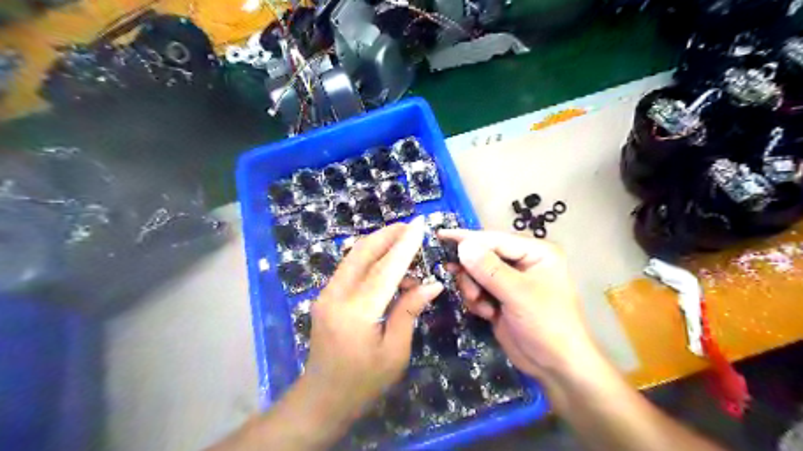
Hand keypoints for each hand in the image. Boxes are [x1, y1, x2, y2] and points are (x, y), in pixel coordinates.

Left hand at [301, 218, 445, 422]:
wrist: (322, 400)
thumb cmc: (363, 383)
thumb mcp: (394, 352)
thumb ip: (409, 311)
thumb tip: (432, 284)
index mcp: (356, 312)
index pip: (386, 269)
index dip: (405, 244)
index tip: (420, 224)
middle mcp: (336, 295)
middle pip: (363, 252)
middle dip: (388, 235)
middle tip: (411, 228)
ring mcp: (327, 294)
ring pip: (354, 256)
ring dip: (379, 245)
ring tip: (406, 249)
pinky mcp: (326, 296)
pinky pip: (350, 268)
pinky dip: (370, 260)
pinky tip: (389, 268)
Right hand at [436, 231, 598, 381]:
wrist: (556, 367)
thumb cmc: (547, 325)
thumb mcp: (518, 295)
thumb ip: (489, 269)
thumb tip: (463, 246)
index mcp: (535, 252)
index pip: (494, 239)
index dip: (467, 238)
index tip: (440, 236)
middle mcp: (522, 262)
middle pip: (482, 255)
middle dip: (472, 273)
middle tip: (471, 291)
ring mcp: (510, 281)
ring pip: (475, 273)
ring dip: (473, 290)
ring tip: (483, 307)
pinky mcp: (500, 297)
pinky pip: (477, 289)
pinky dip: (476, 301)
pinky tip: (488, 314)